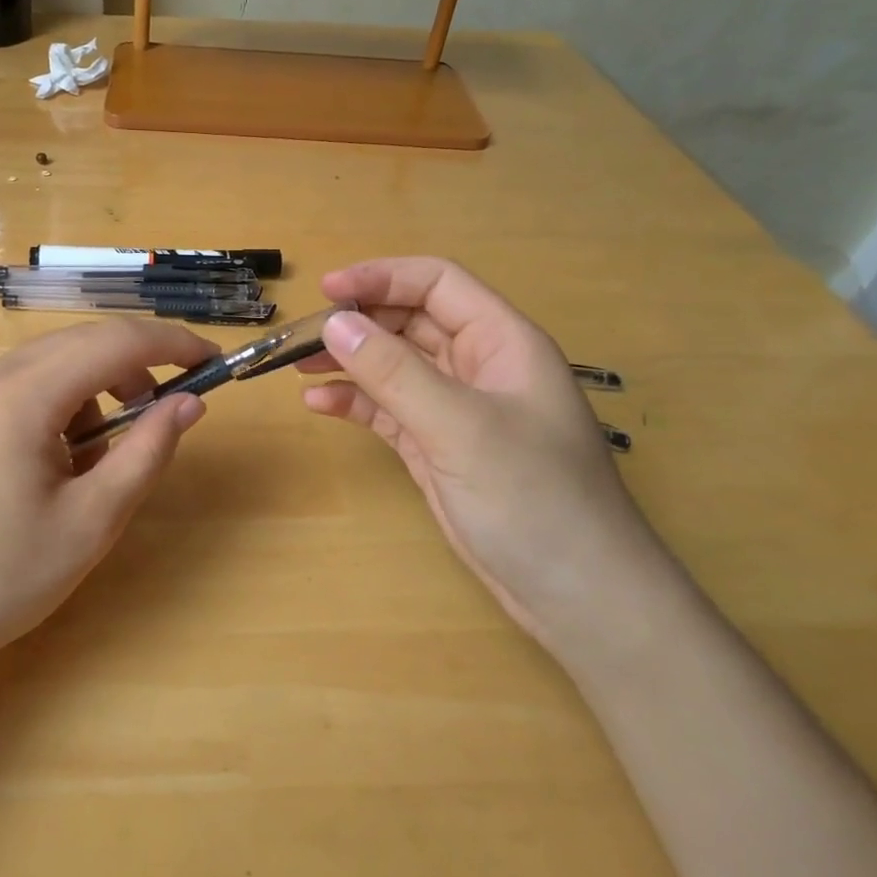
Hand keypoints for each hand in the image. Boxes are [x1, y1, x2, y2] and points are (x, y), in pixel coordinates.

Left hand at [0, 319, 214, 669]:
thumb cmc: (1, 578)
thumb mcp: (92, 521)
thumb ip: (147, 452)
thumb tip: (190, 403)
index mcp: (23, 395)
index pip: (115, 342)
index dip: (172, 343)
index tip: (213, 359)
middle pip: (83, 342)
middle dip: (137, 365)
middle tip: (172, 407)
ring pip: (54, 361)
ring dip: (98, 388)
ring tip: (107, 453)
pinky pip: (26, 384)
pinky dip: (62, 403)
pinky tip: (62, 458)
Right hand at [301, 258, 679, 661]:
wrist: (577, 598)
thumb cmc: (534, 498)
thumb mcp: (460, 427)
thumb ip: (394, 372)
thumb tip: (334, 323)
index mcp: (502, 342)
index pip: (437, 284)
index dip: (382, 277)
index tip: (326, 290)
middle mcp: (478, 366)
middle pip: (410, 321)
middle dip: (358, 322)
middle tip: (303, 337)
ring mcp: (457, 409)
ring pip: (395, 365)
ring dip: (350, 361)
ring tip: (299, 366)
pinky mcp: (438, 447)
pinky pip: (389, 409)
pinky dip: (356, 402)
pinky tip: (319, 404)